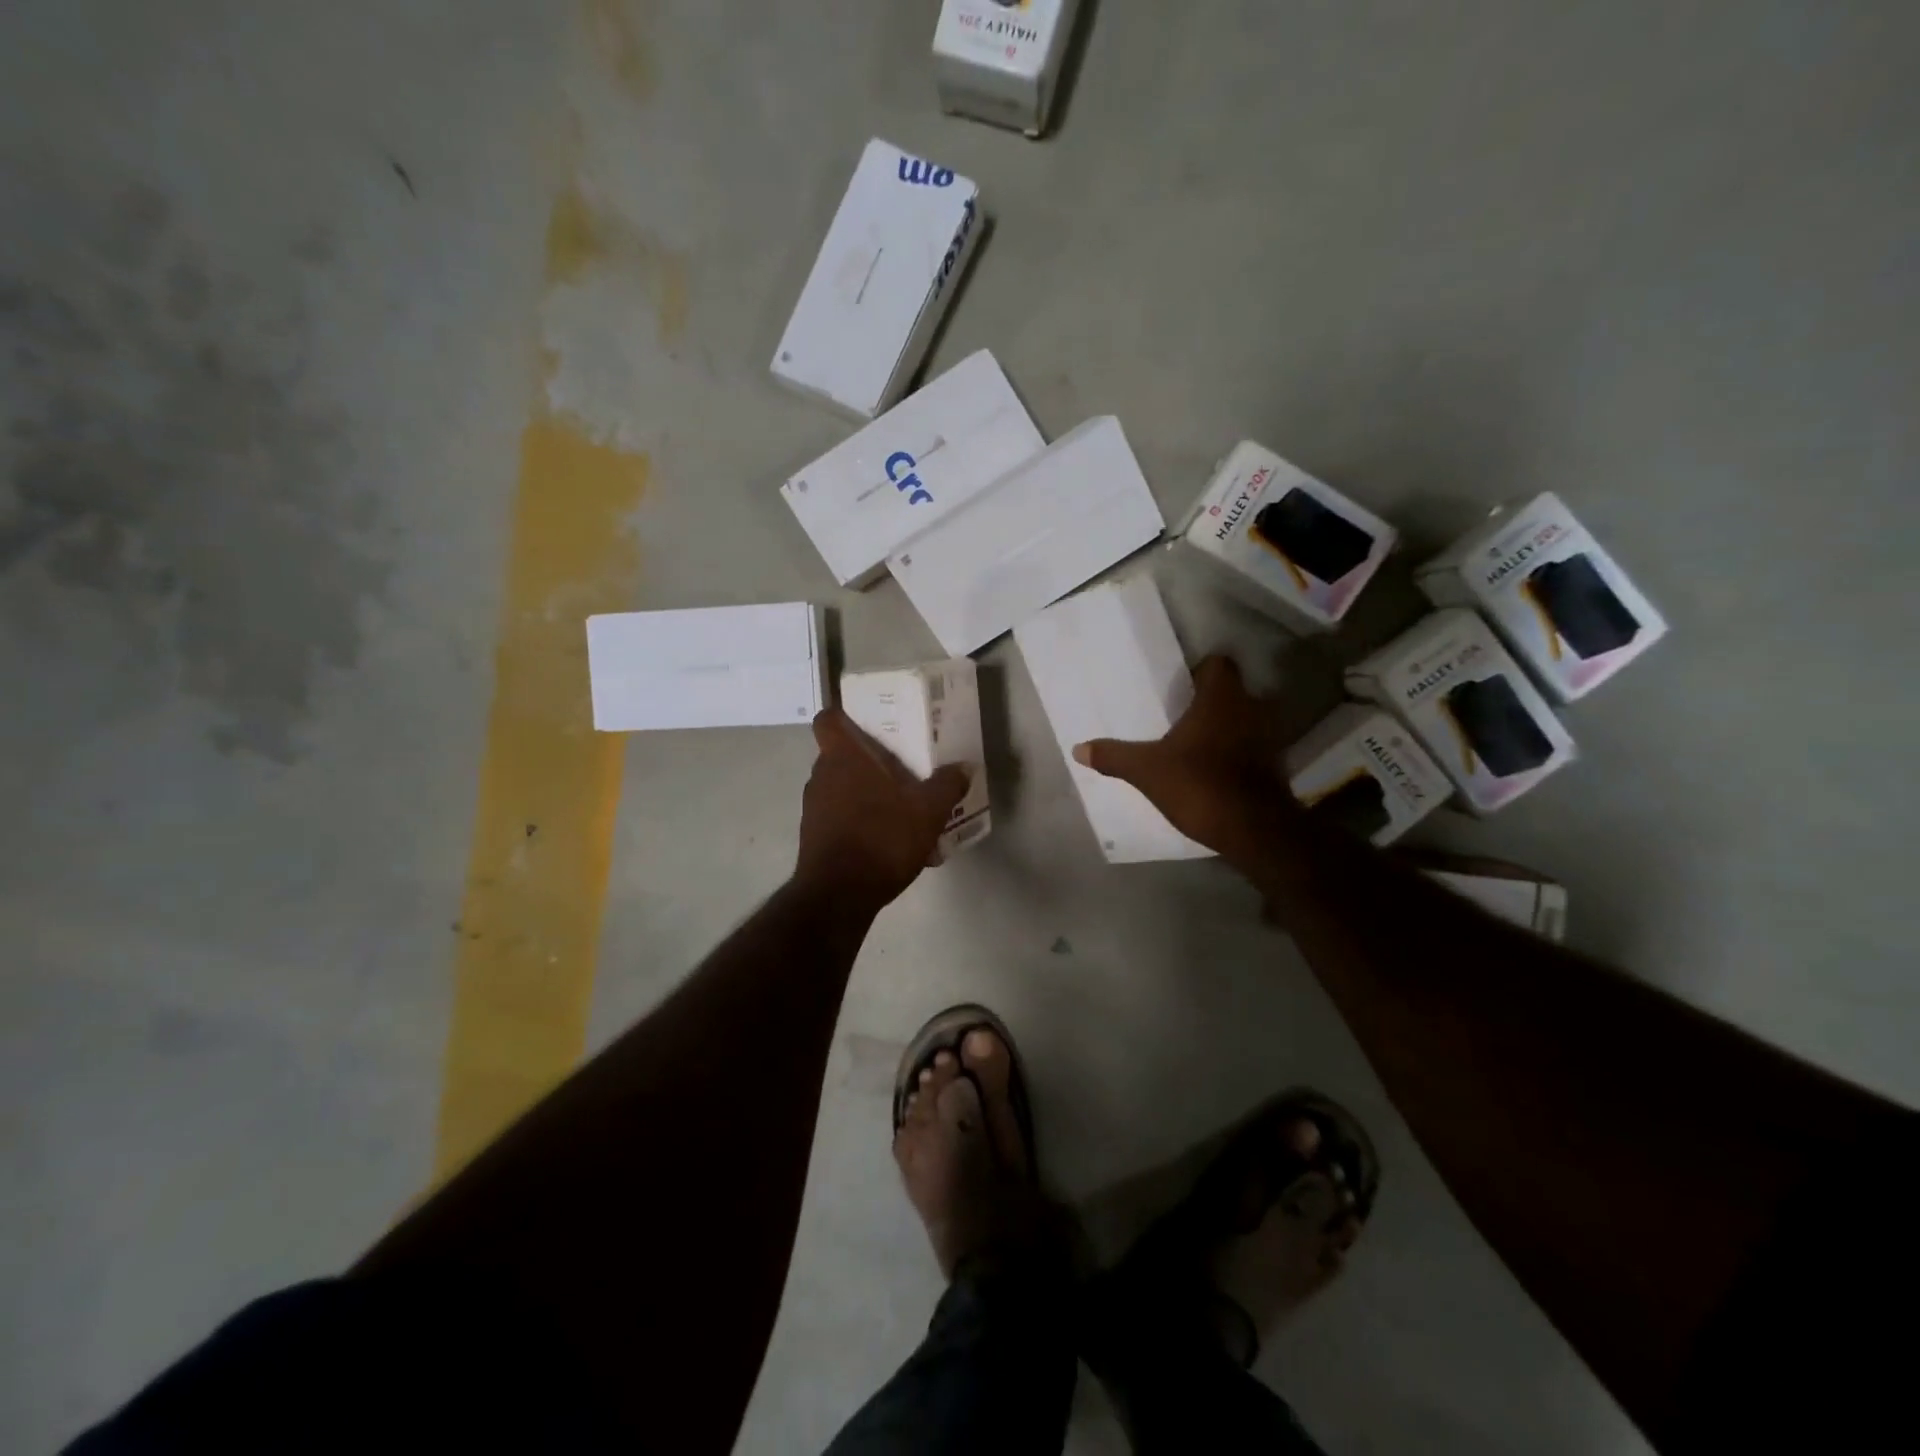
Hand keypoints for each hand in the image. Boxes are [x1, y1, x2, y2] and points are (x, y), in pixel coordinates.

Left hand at [795, 708, 972, 909]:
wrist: (839, 895)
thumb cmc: (881, 838)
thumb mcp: (928, 811)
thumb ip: (947, 785)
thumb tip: (964, 768)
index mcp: (843, 757)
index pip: (827, 719)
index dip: (843, 716)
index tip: (867, 723)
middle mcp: (821, 776)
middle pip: (840, 755)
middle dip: (867, 759)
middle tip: (900, 766)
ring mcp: (813, 808)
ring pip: (841, 787)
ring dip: (866, 792)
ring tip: (900, 807)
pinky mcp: (813, 837)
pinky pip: (839, 817)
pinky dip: (860, 820)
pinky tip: (889, 840)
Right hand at [1072, 655, 1298, 869]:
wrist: (1252, 830)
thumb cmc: (1198, 784)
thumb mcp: (1146, 771)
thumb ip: (1114, 756)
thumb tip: (1078, 748)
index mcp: (1221, 699)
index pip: (1219, 664)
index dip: (1201, 670)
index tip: (1180, 686)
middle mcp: (1251, 709)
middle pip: (1233, 691)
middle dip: (1211, 701)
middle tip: (1182, 715)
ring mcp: (1269, 738)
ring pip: (1246, 720)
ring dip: (1227, 728)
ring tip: (1197, 743)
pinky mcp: (1276, 766)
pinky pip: (1253, 748)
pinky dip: (1238, 754)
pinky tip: (1215, 769)